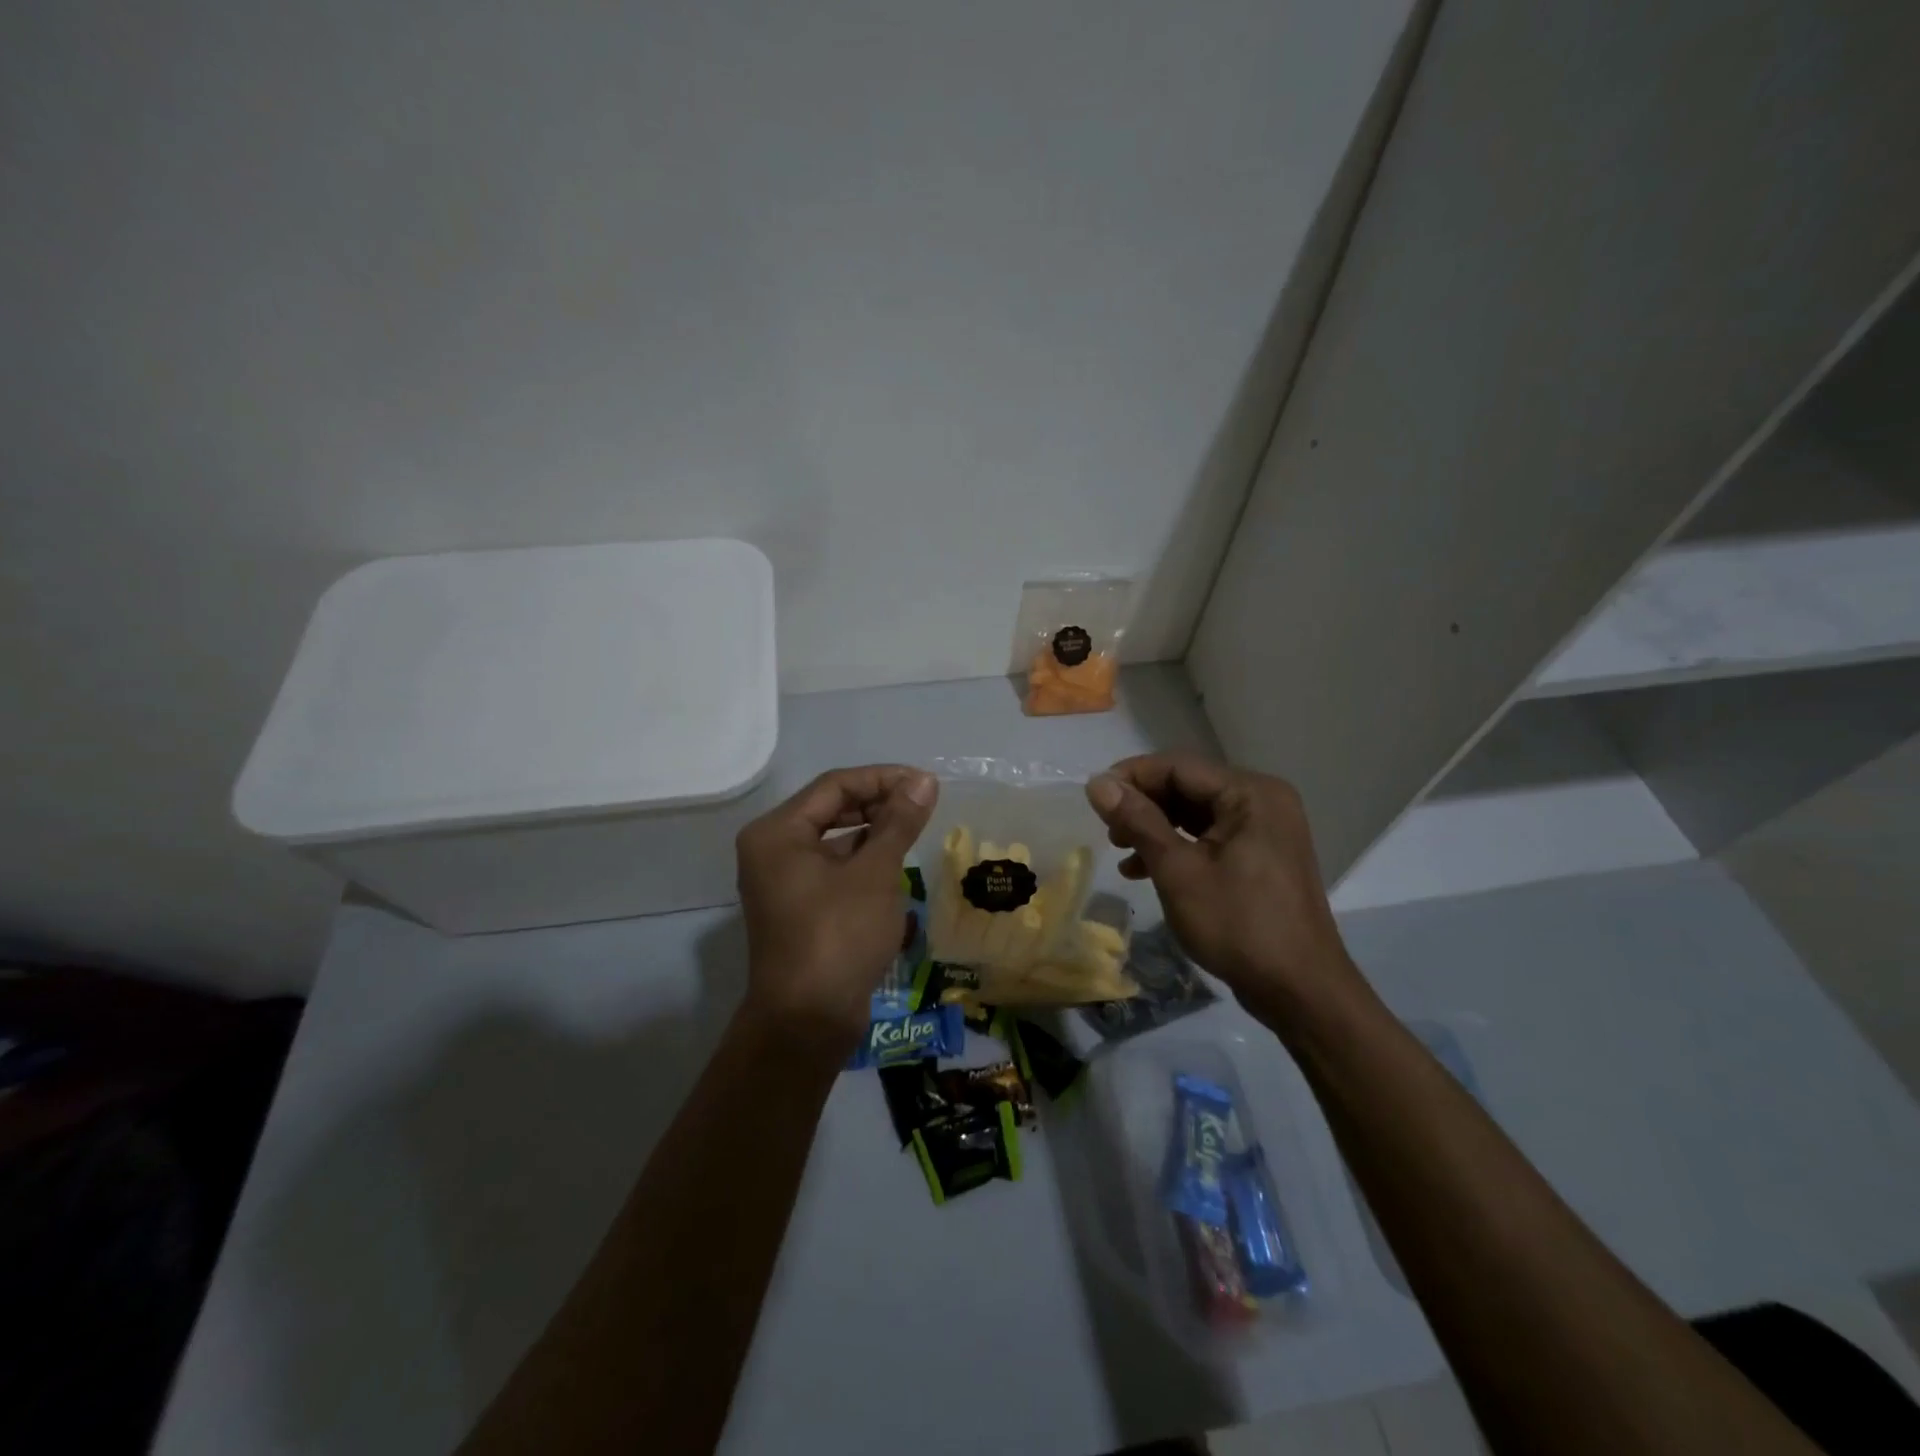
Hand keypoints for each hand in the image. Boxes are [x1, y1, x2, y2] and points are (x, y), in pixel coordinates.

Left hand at [735, 765, 938, 1046]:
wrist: (808, 1020)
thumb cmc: (839, 935)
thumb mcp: (876, 872)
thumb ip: (899, 821)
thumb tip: (924, 781)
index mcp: (777, 832)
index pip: (835, 786)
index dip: (883, 779)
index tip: (926, 783)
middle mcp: (771, 850)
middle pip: (830, 809)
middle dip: (878, 803)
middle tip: (923, 805)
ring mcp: (781, 881)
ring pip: (833, 840)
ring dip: (873, 832)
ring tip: (914, 831)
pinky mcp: (797, 908)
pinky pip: (832, 868)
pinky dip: (862, 861)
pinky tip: (895, 866)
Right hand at [1086, 753, 1369, 1033]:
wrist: (1300, 991)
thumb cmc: (1238, 925)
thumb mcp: (1178, 871)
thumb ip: (1138, 821)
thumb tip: (1097, 783)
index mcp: (1250, 793)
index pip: (1179, 766)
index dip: (1132, 776)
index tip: (1093, 797)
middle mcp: (1262, 801)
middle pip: (1188, 786)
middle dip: (1143, 805)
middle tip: (1106, 829)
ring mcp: (1265, 830)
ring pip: (1196, 813)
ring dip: (1155, 828)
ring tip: (1120, 850)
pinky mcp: (1261, 857)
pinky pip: (1210, 837)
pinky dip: (1177, 847)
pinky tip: (1144, 870)